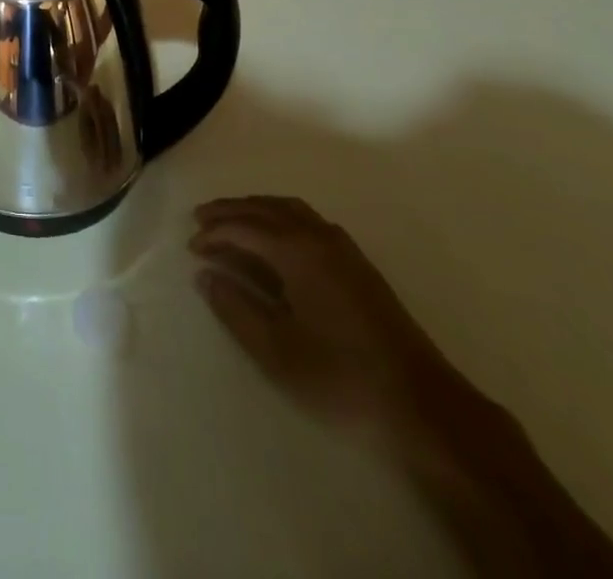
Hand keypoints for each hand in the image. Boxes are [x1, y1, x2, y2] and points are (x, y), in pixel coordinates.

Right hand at [191, 196, 472, 450]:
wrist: (421, 403)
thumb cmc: (341, 378)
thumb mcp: (277, 351)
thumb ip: (236, 309)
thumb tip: (206, 275)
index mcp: (296, 251)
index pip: (243, 229)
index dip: (214, 234)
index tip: (191, 246)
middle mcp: (317, 236)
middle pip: (264, 209)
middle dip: (230, 212)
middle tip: (200, 219)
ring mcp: (341, 246)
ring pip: (288, 209)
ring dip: (255, 209)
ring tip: (231, 220)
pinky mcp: (356, 262)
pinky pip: (306, 219)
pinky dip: (279, 215)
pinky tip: (274, 236)